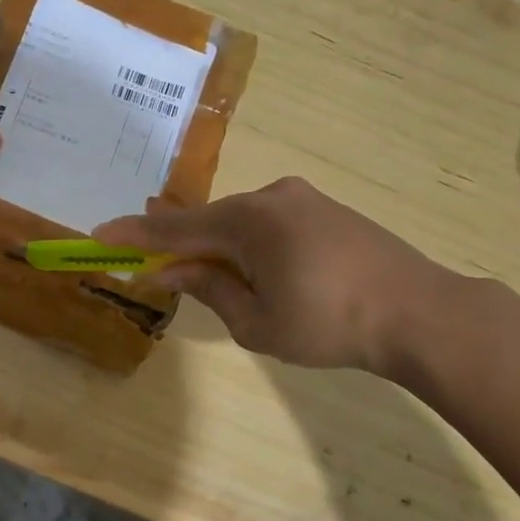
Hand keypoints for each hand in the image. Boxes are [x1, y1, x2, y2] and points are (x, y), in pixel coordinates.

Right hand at [94, 177, 450, 374]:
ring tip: (220, 282)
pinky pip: (269, 222)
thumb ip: (209, 288)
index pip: (176, 227)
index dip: (134, 234)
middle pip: (209, 221)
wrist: (421, 313)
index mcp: (249, 220)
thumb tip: (169, 270)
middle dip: (182, 245)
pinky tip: (260, 271)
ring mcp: (302, 199)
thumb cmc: (330, 324)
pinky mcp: (325, 209)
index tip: (98, 234)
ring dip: (220, 247)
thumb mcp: (257, 321)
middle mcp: (271, 197)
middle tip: (159, 268)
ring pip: (240, 222)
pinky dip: (250, 244)